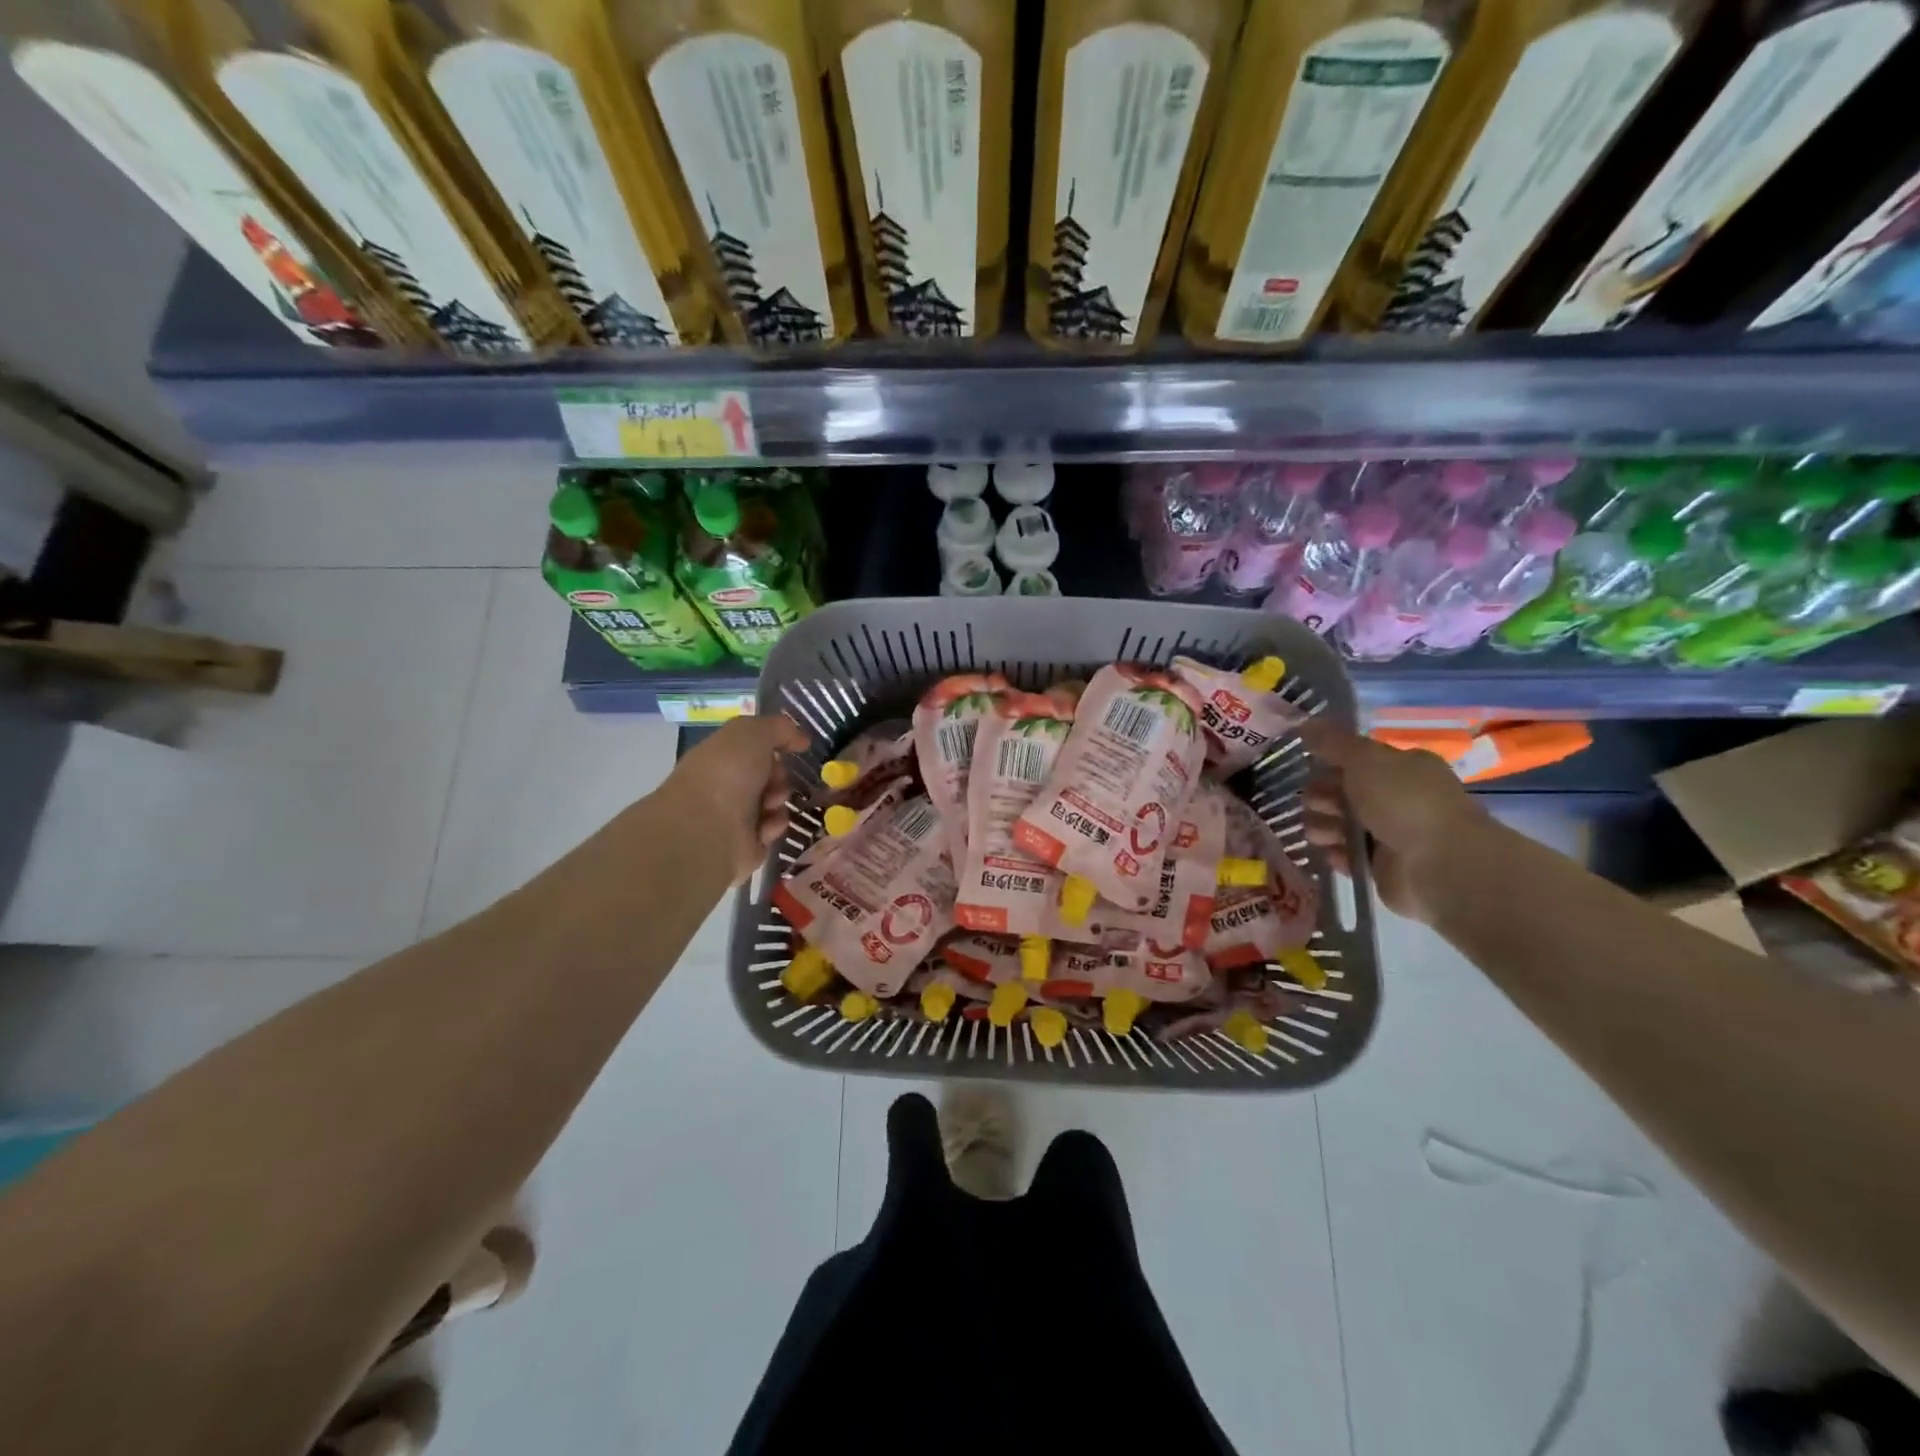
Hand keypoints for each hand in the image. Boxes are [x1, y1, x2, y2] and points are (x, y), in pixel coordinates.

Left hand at [667, 714, 810, 884]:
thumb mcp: (753, 732)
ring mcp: (734, 815)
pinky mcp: (747, 844)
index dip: (774, 745)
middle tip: (775, 779)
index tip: (792, 748)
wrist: (706, 828)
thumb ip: (779, 728)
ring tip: (770, 804)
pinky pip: (773, 829)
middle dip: (779, 774)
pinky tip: (765, 825)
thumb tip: (800, 739)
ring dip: (779, 799)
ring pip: (775, 801)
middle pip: (768, 775)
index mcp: (720, 756)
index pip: (754, 747)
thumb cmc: (726, 773)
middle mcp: (725, 784)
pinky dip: (774, 825)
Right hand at [1301, 718, 1484, 922]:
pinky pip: (1346, 855)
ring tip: (1322, 834)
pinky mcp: (1380, 866)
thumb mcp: (1365, 759)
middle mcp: (1397, 797)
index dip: (1330, 763)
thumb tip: (1303, 722)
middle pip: (1342, 792)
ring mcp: (1390, 833)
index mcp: (1402, 767)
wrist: (1439, 864)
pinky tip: (1334, 853)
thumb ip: (1332, 742)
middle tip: (1318, 804)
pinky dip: (1336, 853)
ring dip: (1323, 826)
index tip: (1310, 767)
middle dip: (1320, 797)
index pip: (1356, 760)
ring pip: (1339, 824)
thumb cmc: (1405, 801)